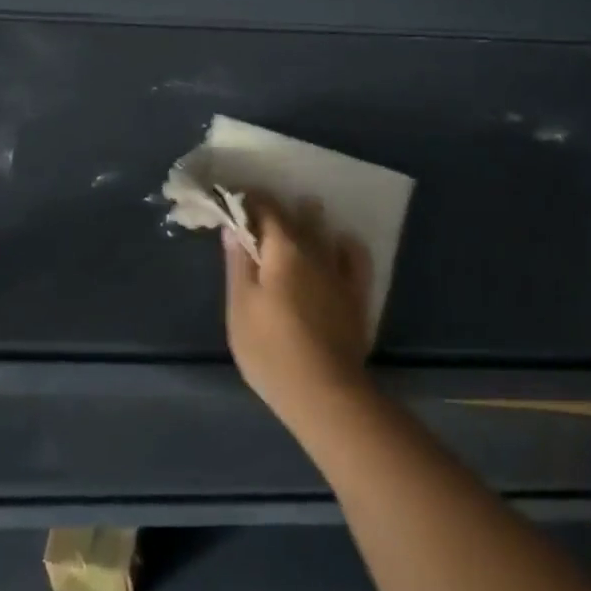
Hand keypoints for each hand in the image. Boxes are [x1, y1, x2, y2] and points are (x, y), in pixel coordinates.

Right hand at [224, 196, 372, 426]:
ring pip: (324, 231)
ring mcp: (339, 271)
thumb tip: (234, 228)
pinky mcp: (357, 293)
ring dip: (309, 218)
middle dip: (275, 209)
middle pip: (295, 215)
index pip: (265, 208)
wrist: (324, 391)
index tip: (233, 199)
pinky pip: (354, 256)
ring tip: (297, 216)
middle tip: (257, 214)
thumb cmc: (270, 350)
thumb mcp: (240, 307)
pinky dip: (343, 244)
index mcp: (282, 248)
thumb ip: (238, 264)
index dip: (248, 199)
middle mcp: (314, 249)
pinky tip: (338, 244)